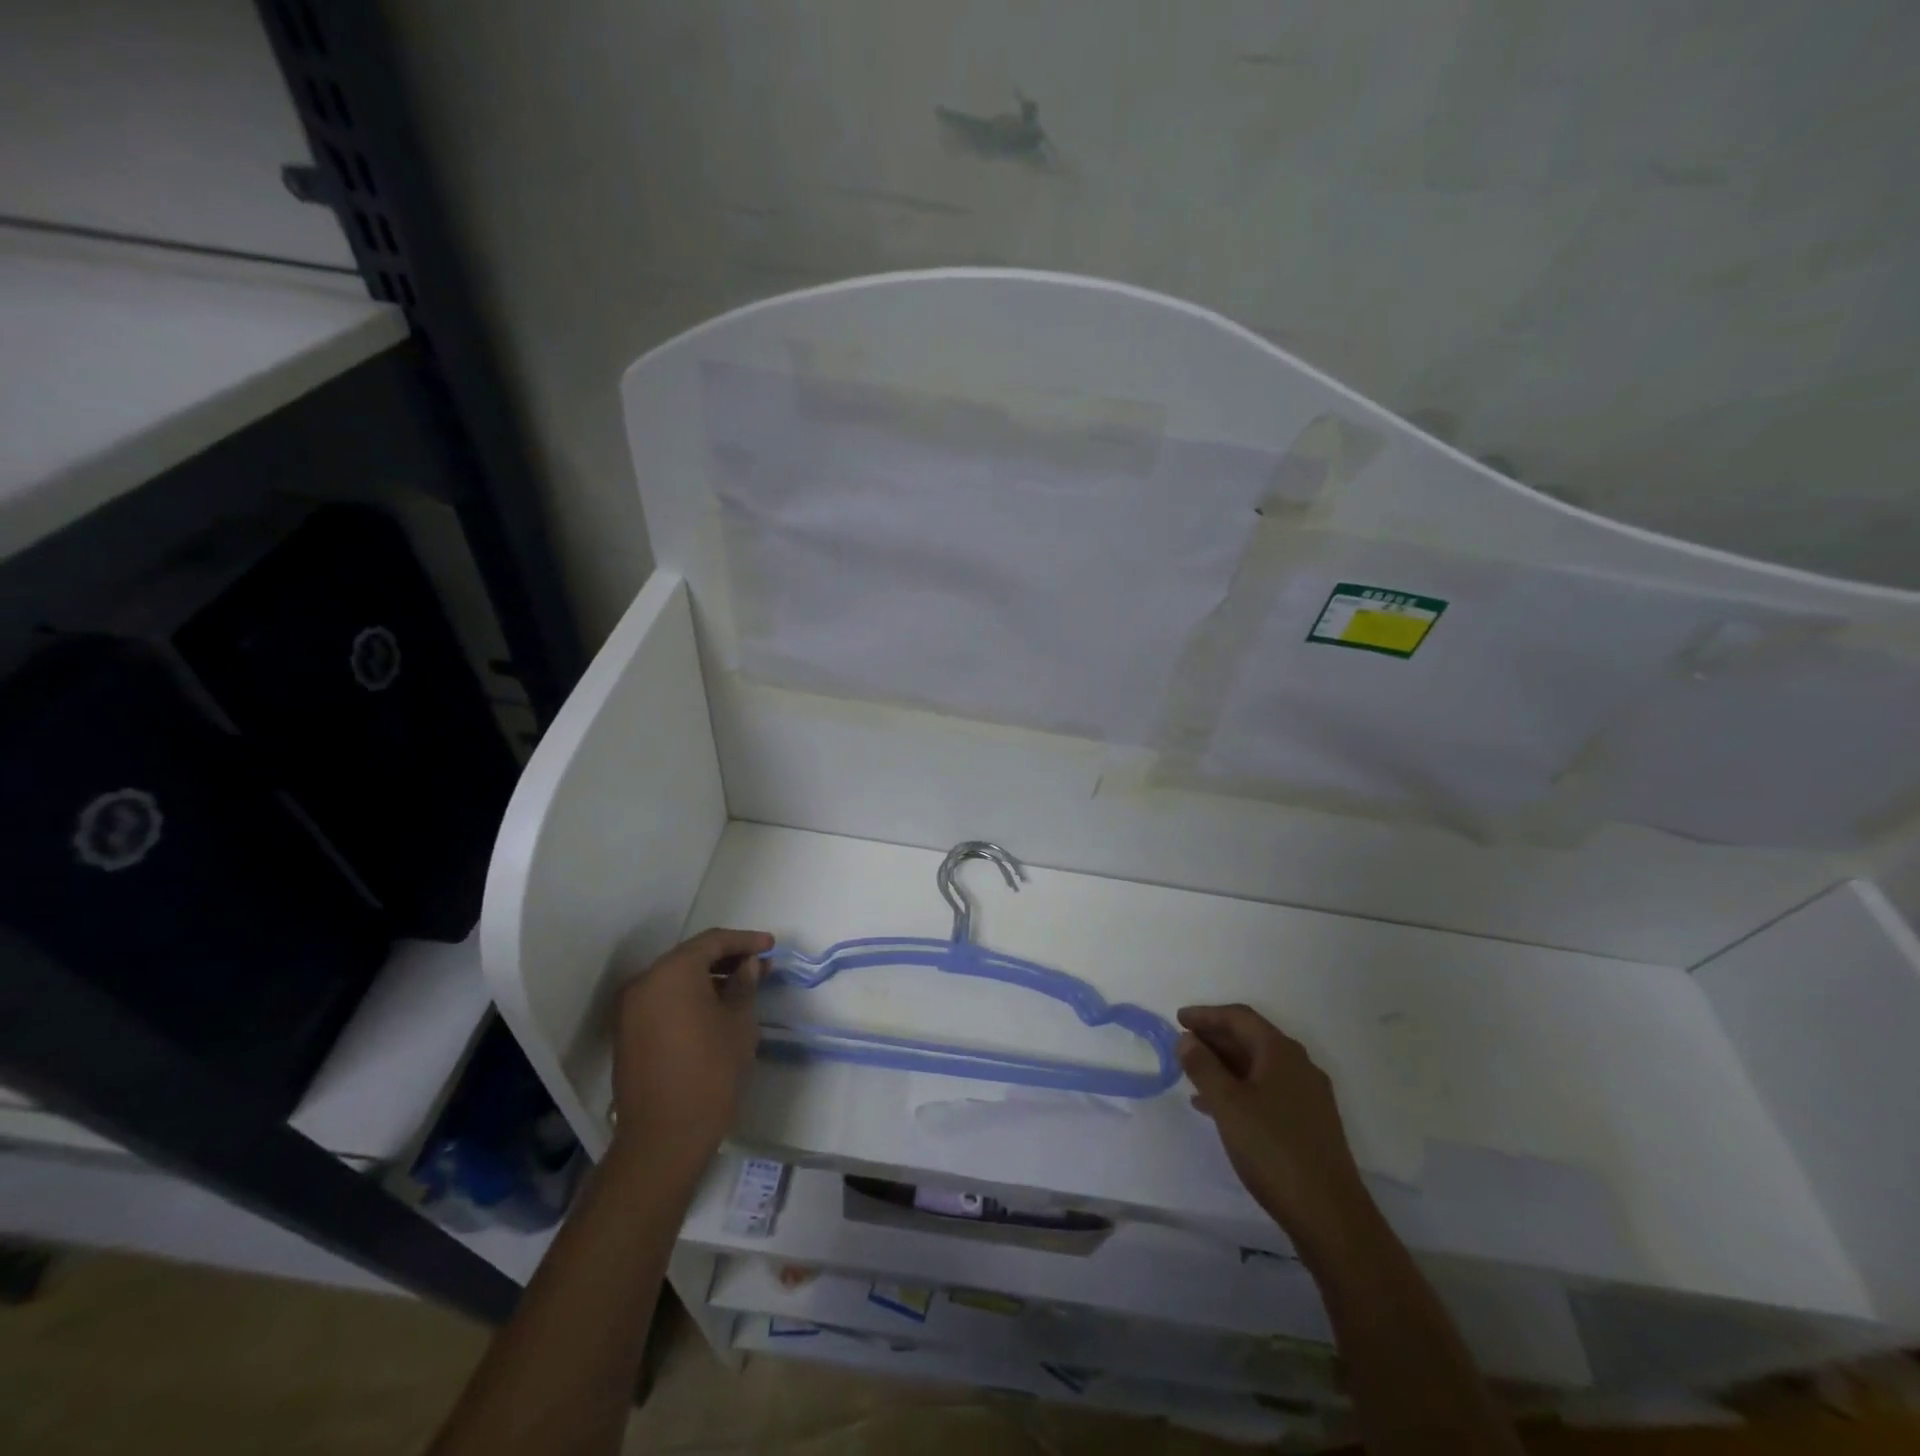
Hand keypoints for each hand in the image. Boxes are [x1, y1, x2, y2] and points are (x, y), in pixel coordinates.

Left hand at [609, 928, 771, 1171]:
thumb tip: (748, 965)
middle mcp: (645, 982)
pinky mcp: (628, 1032)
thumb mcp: (738, 1023)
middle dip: (727, 958)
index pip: (713, 941)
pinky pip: (663, 999)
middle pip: (691, 957)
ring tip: (743, 986)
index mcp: (673, 972)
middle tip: (760, 965)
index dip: (745, 940)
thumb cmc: (710, 1072)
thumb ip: (744, 984)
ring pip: (676, 978)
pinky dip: (689, 996)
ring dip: (708, 977)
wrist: (663, 1138)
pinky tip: (716, 1007)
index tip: (771, 945)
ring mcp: (631, 1008)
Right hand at [1178, 1004, 1373, 1253]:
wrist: (1330, 1216)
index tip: (1179, 1019)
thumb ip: (1203, 1067)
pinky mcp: (1310, 1123)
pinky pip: (1268, 1090)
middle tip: (1183, 1044)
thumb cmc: (1273, 1149)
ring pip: (1259, 1066)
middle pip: (1251, 1038)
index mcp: (1281, 1052)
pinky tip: (1218, 1108)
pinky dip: (1240, 1089)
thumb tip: (1187, 1039)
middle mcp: (1298, 1065)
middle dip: (1215, 1038)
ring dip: (1225, 1065)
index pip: (1239, 1017)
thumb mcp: (1228, 1105)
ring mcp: (1308, 1095)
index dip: (1207, 1015)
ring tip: (1193, 1075)